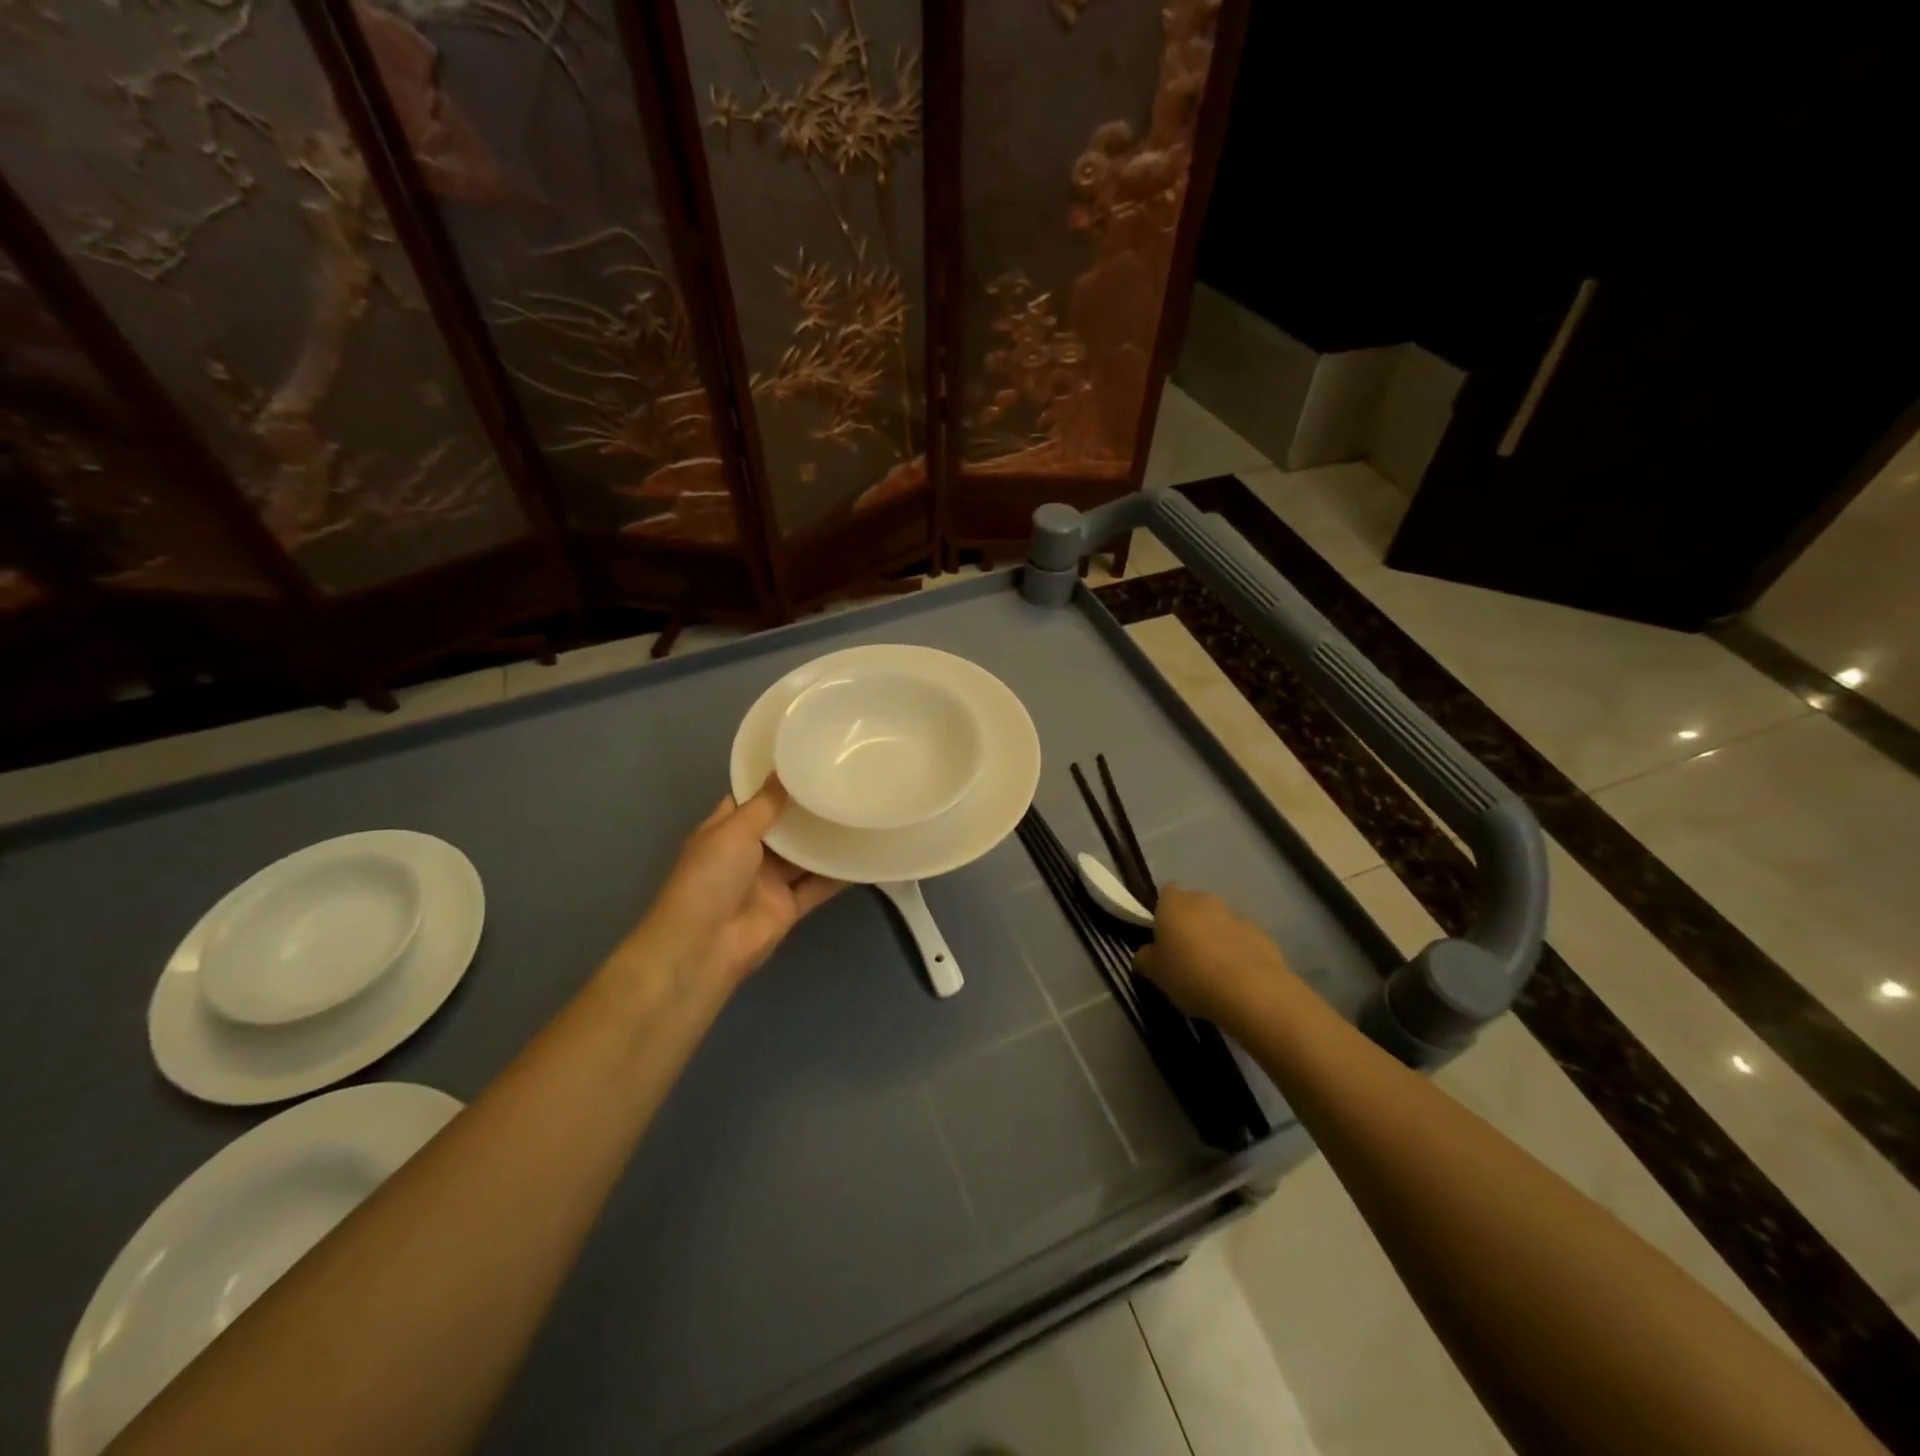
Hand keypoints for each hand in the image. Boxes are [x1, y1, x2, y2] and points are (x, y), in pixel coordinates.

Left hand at [624, 782, 842, 996]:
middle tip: (844, 782)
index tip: (808, 761)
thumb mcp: (733, 831)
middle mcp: (748, 853)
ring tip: (859, 811)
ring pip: (803, 856)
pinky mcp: (788, 907)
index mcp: (726, 830)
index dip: (776, 782)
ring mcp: (769, 881)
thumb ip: (765, 804)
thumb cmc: (710, 878)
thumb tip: (785, 771)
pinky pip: (817, 886)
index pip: (753, 799)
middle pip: (783, 826)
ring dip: (826, 839)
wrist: (704, 946)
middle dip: (808, 809)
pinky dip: (838, 875)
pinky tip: (862, 855)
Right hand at [1134, 885, 1292, 1026]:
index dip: (1163, 912)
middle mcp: (1205, 901)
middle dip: (1190, 924)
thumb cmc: (1190, 975)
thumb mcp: (1154, 972)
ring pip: (1220, 922)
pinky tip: (1238, 978)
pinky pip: (1243, 939)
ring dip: (1215, 937)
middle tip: (1185, 955)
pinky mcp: (1262, 935)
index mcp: (1174, 904)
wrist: (1249, 991)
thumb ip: (1145, 957)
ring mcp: (1236, 916)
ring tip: (1214, 971)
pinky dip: (1239, 952)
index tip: (1162, 936)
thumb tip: (1147, 953)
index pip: (1165, 893)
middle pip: (1194, 905)